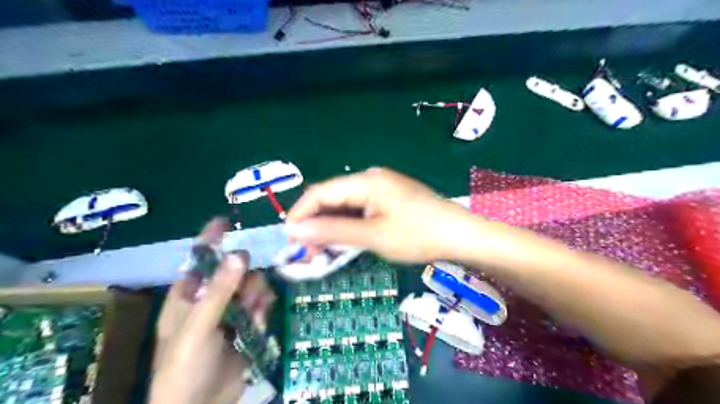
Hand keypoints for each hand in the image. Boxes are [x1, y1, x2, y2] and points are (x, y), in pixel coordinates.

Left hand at [152, 221, 275, 403]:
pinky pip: (259, 305)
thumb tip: (239, 254)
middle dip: (245, 276)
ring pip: (250, 287)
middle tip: (249, 289)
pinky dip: (262, 309)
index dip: (210, 240)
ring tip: (255, 310)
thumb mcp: (198, 327)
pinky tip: (260, 320)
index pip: (199, 260)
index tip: (226, 221)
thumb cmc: (184, 368)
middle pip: (234, 272)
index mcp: (187, 297)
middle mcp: (209, 300)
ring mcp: (230, 313)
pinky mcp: (246, 326)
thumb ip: (220, 291)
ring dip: (256, 294)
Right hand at [287, 165, 476, 261]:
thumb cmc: (418, 235)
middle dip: (315, 224)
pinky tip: (342, 242)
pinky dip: (347, 227)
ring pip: (345, 207)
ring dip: (330, 227)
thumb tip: (295, 230)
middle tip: (305, 252)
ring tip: (320, 252)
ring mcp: (381, 191)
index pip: (321, 192)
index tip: (289, 239)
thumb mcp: (373, 236)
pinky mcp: (388, 202)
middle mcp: (370, 180)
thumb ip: (333, 231)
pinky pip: (359, 212)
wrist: (460, 236)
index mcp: (366, 181)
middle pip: (332, 198)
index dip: (301, 214)